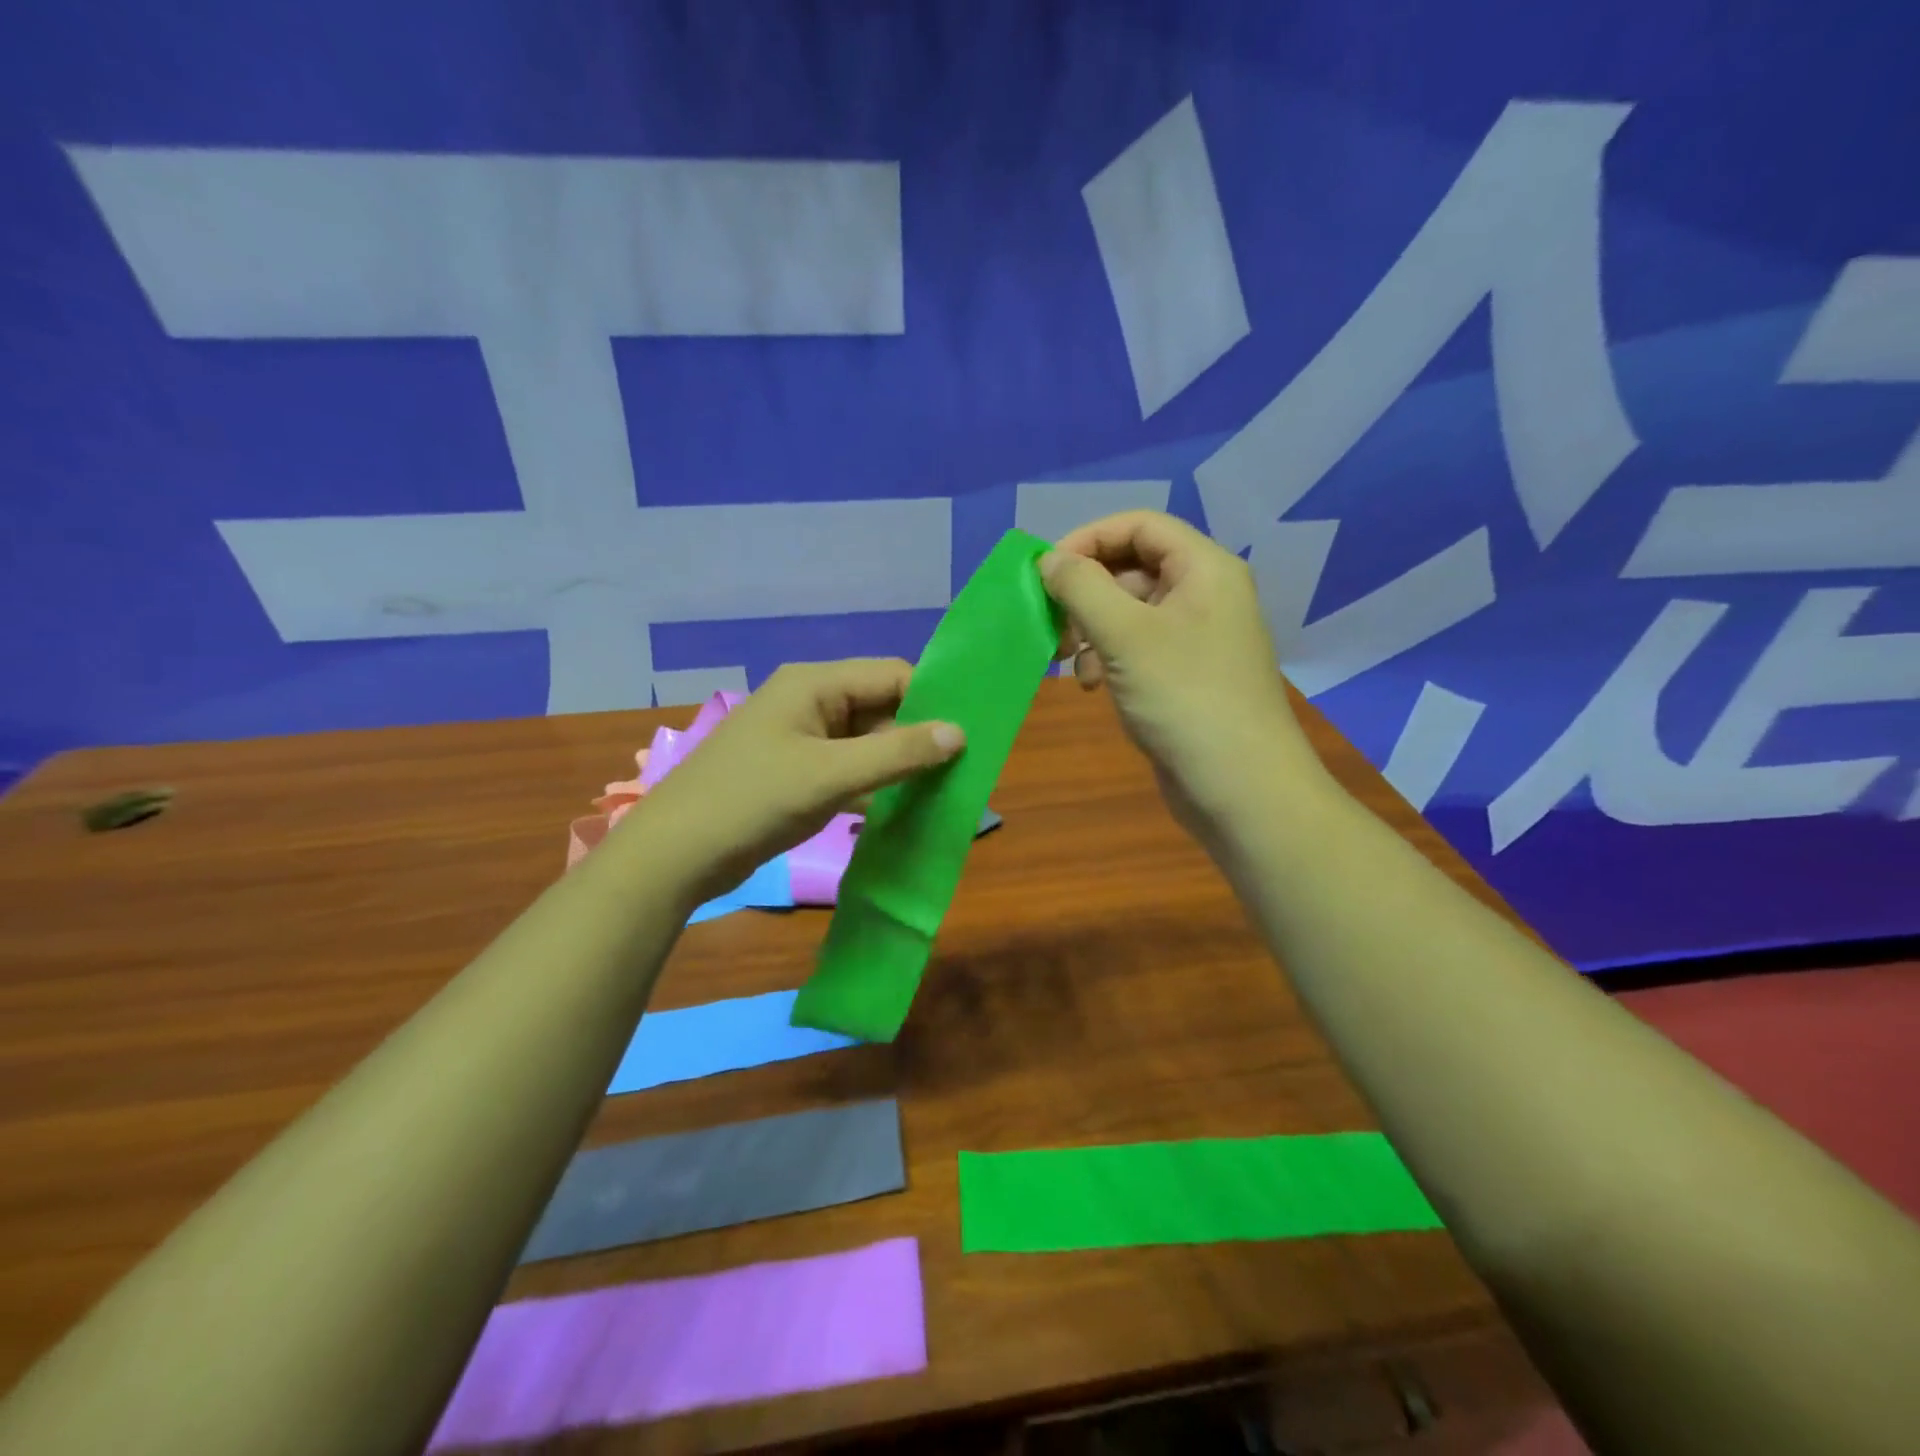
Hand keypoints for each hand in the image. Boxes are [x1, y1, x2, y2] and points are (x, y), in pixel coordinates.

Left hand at [631, 659, 963, 903]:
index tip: (966, 737)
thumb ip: (898, 752)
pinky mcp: (794, 771)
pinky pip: (847, 767)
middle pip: (880, 706)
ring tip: (938, 791)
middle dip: (916, 736)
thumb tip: (960, 732)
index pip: (892, 675)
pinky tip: (898, 807)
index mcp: (815, 684)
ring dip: (896, 763)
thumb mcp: (831, 775)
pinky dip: (872, 783)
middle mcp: (810, 701)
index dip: (931, 701)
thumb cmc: (753, 800)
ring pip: (865, 740)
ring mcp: (800, 738)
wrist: (676, 853)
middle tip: (958, 772)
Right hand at [1041, 511, 1323, 837]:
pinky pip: (1137, 648)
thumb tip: (1050, 559)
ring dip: (1091, 630)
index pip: (1139, 525)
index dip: (1088, 539)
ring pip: (1129, 612)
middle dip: (1086, 593)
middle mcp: (1204, 595)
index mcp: (1204, 569)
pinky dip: (1108, 658)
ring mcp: (1196, 638)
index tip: (1046, 571)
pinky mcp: (1184, 676)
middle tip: (1054, 625)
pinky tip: (1093, 687)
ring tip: (1070, 662)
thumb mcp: (1125, 634)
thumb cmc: (1184, 698)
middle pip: (1132, 568)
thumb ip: (1082, 587)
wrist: (1239, 787)